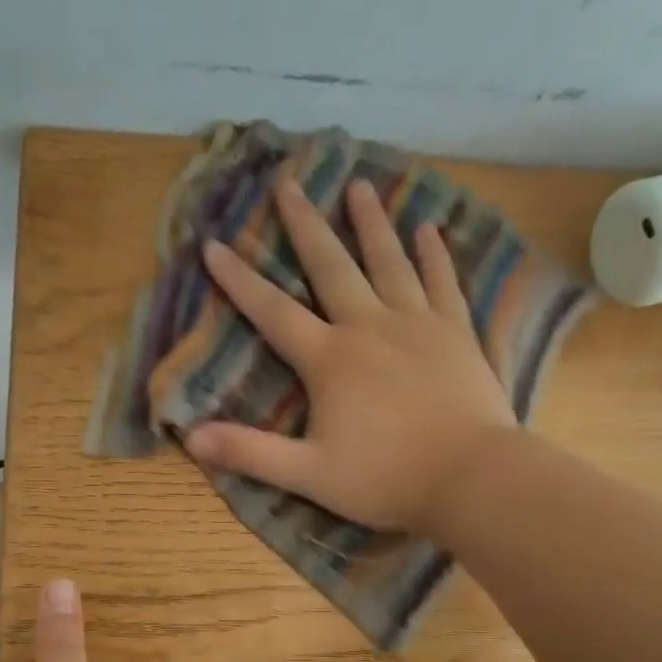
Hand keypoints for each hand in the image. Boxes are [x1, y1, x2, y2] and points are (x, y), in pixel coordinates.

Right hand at [184, 175, 516, 537]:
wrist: (471, 478)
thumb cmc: (384, 479)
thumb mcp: (307, 474)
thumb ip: (249, 453)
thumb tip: (190, 438)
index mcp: (329, 359)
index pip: (273, 311)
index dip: (239, 280)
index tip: (214, 244)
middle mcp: (370, 327)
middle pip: (332, 266)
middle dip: (305, 224)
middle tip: (289, 182)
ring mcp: (418, 325)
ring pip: (390, 262)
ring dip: (371, 224)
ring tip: (360, 187)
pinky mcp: (457, 334)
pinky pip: (443, 283)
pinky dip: (434, 255)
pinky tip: (428, 230)